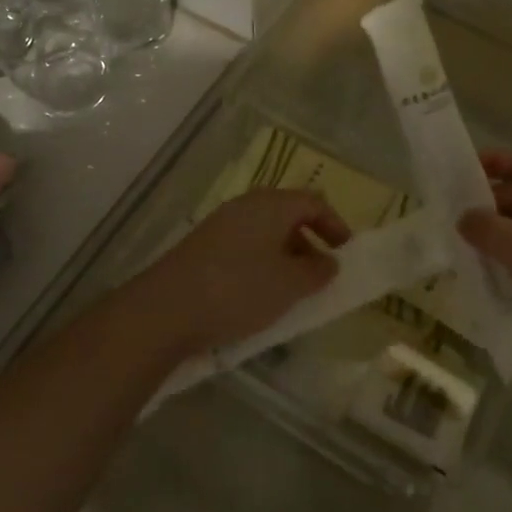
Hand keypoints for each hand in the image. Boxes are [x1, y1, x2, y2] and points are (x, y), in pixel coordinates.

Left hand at [131, 189, 351, 357]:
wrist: (165, 310)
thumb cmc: (238, 290)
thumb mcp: (289, 285)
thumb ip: (317, 272)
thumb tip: (329, 262)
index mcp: (270, 205)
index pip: (312, 202)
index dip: (334, 224)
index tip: (346, 253)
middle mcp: (245, 207)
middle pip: (286, 215)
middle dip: (309, 242)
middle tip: (321, 273)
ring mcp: (219, 226)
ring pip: (263, 233)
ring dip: (284, 257)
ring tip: (291, 291)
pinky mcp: (201, 248)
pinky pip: (243, 248)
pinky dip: (260, 265)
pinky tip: (258, 297)